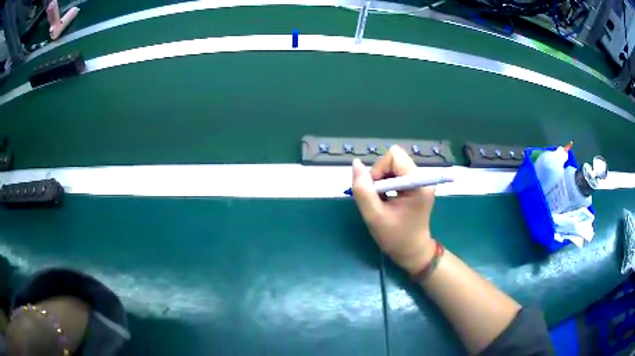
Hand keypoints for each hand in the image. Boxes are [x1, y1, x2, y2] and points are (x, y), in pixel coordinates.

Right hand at [352, 146, 435, 274]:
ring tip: (383, 201)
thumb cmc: (395, 237)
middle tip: (378, 198)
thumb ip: (363, 189)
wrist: (412, 252)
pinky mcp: (416, 185)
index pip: (394, 156)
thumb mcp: (374, 216)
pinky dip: (387, 184)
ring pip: (393, 166)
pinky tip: (388, 199)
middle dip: (380, 175)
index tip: (375, 191)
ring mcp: (420, 181)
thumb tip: (355, 163)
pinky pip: (396, 173)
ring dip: (382, 181)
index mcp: (417, 183)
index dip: (378, 169)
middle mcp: (422, 177)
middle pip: (394, 159)